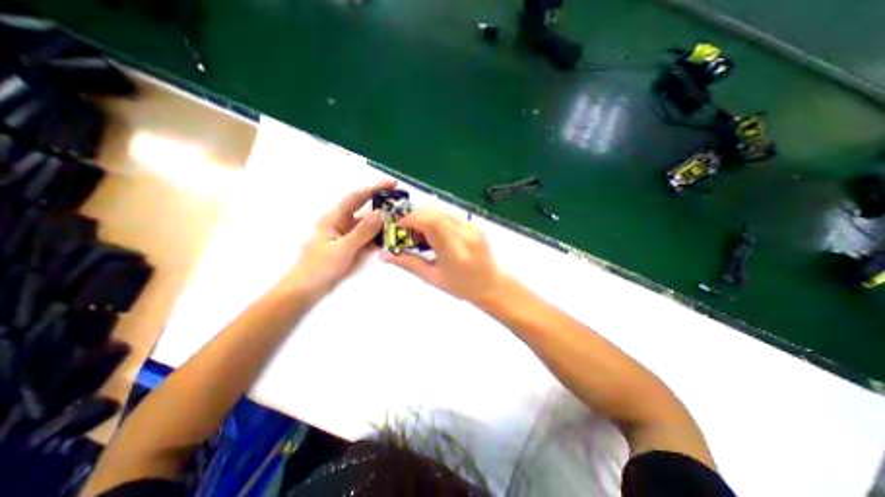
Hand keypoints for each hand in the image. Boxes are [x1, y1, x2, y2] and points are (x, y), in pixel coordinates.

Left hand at [283, 180, 393, 299]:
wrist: (307, 289)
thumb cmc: (319, 268)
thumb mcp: (343, 249)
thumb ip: (363, 232)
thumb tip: (382, 214)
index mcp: (334, 218)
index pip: (356, 197)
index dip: (374, 188)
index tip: (392, 183)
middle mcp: (342, 222)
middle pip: (364, 207)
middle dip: (381, 202)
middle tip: (400, 201)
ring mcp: (347, 234)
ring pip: (368, 223)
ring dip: (383, 220)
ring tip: (399, 220)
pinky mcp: (352, 245)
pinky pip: (368, 236)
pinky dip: (379, 235)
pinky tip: (389, 237)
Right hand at [379, 205, 503, 301]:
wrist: (492, 284)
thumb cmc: (462, 286)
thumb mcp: (432, 277)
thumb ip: (408, 263)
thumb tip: (384, 255)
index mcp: (454, 249)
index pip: (430, 221)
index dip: (410, 218)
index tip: (396, 226)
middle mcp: (464, 232)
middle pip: (434, 211)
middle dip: (414, 217)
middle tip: (405, 232)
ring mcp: (471, 225)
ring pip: (441, 210)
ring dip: (424, 217)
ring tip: (419, 235)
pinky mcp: (474, 223)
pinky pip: (449, 214)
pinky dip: (436, 219)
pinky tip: (434, 235)